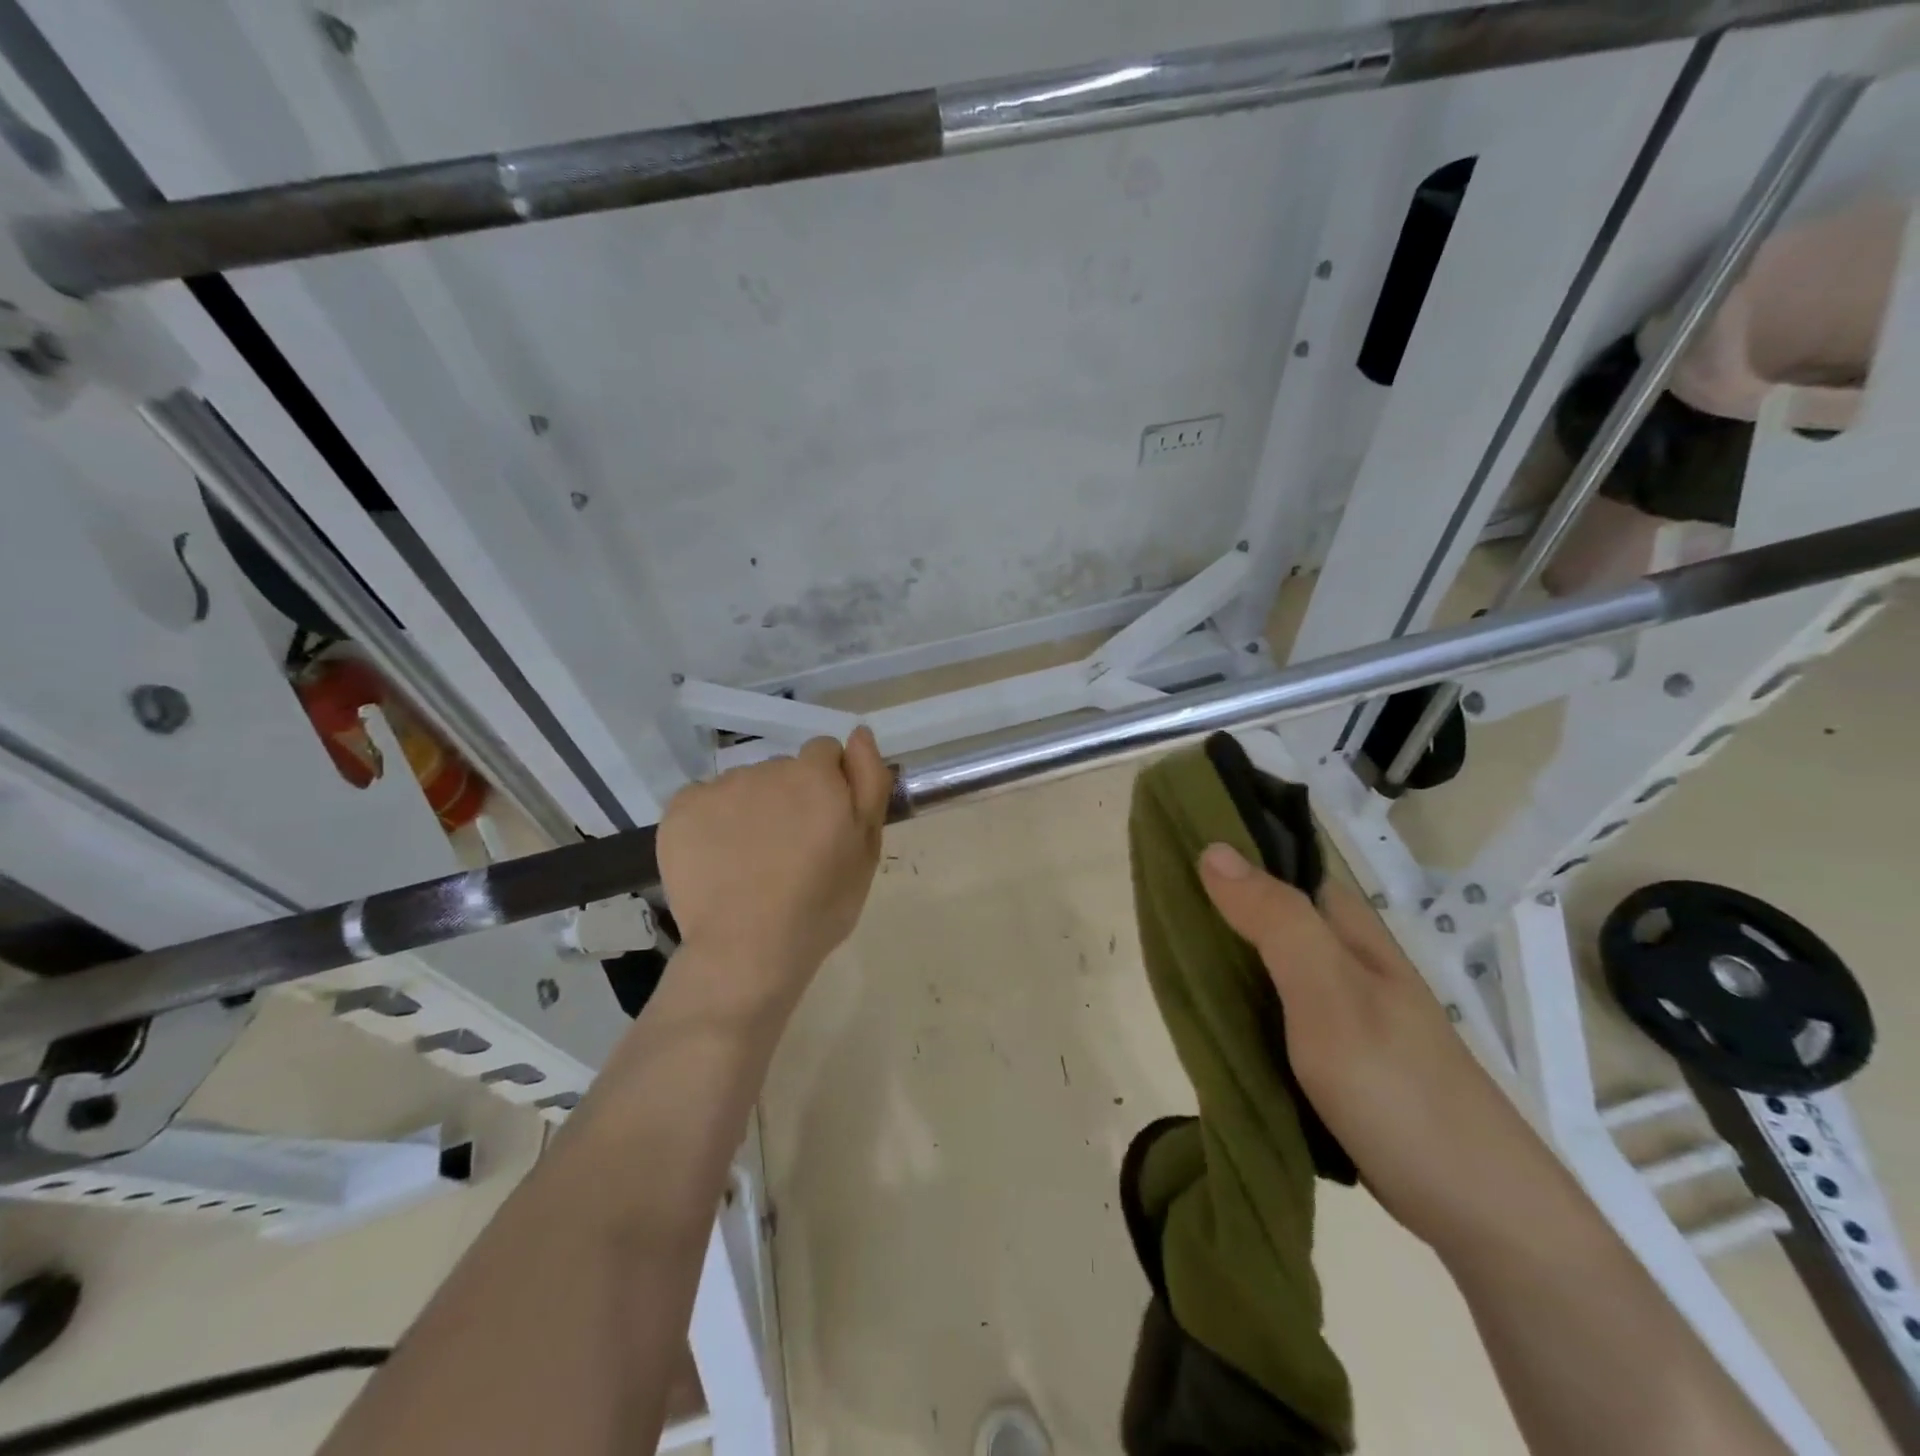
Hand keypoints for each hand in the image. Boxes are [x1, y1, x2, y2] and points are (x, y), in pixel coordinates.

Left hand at [658, 728, 891, 1012]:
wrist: (747, 949)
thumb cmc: (820, 905)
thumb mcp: (867, 848)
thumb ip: (869, 782)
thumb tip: (859, 733)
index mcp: (815, 776)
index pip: (824, 752)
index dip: (829, 785)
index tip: (824, 823)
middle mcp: (767, 769)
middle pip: (782, 770)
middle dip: (788, 798)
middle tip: (789, 851)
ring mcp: (719, 787)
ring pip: (743, 786)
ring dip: (750, 809)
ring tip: (750, 862)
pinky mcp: (680, 809)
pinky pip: (703, 801)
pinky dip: (710, 822)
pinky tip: (717, 860)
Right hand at [1198, 843, 1580, 1260]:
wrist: (1477, 1209)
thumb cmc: (1398, 1087)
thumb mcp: (1330, 994)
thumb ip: (1276, 922)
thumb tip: (1212, 848)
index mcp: (1345, 928)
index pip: (1277, 863)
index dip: (1224, 849)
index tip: (1162, 845)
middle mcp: (1340, 956)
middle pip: (1262, 912)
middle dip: (1208, 905)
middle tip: (1147, 907)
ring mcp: (1336, 1006)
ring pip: (1261, 962)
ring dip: (1216, 955)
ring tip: (1159, 953)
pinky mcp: (1329, 1051)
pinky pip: (1267, 1008)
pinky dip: (1232, 1002)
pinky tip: (1200, 1011)